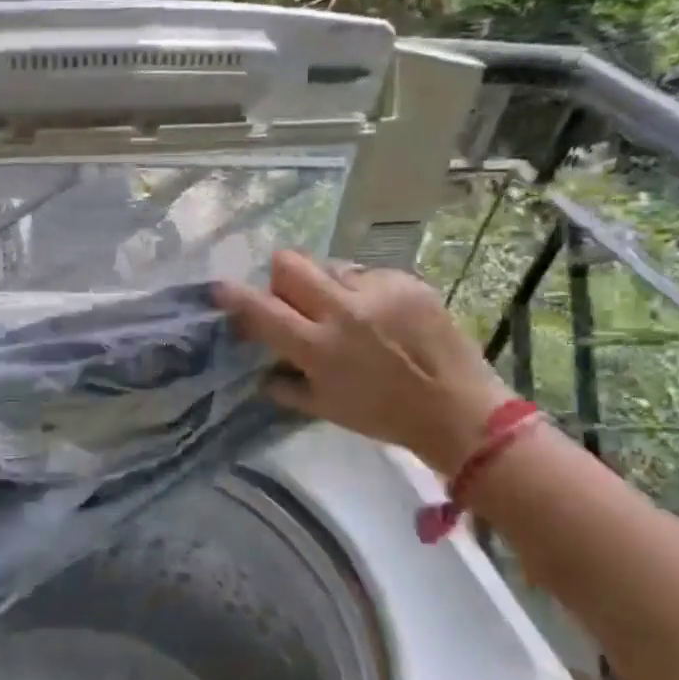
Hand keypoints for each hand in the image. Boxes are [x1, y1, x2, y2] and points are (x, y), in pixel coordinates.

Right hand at [216, 251, 513, 475]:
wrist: (459, 410)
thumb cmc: (383, 416)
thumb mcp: (324, 408)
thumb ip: (284, 385)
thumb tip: (260, 367)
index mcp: (318, 347)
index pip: (260, 310)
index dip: (234, 297)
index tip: (220, 289)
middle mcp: (343, 311)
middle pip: (290, 263)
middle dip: (280, 277)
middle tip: (291, 298)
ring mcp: (378, 291)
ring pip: (328, 265)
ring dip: (324, 284)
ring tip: (343, 310)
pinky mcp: (407, 281)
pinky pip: (367, 274)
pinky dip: (362, 291)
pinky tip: (378, 315)